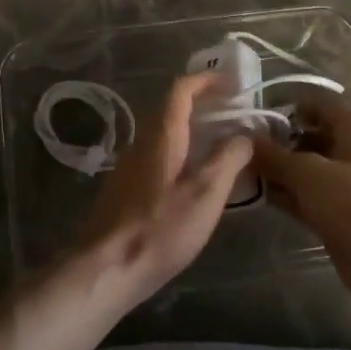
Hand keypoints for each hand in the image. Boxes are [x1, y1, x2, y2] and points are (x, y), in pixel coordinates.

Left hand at [75, 73, 252, 306]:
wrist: (106, 269)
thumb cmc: (159, 228)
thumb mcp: (205, 193)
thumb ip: (228, 158)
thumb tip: (244, 135)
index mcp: (161, 135)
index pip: (181, 90)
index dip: (206, 80)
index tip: (232, 83)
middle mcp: (140, 143)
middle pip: (170, 110)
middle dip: (202, 105)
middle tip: (233, 115)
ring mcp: (128, 167)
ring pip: (163, 136)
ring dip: (191, 132)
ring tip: (221, 147)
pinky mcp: (124, 191)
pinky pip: (157, 158)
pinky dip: (180, 155)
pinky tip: (194, 180)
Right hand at [249, 100, 350, 310]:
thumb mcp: (309, 173)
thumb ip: (275, 155)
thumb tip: (245, 139)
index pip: (316, 104)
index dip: (285, 107)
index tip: (250, 117)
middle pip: (308, 136)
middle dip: (275, 141)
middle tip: (237, 148)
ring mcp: (345, 184)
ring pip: (304, 168)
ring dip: (277, 170)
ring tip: (238, 170)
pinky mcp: (337, 212)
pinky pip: (305, 195)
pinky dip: (284, 194)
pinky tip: (254, 195)